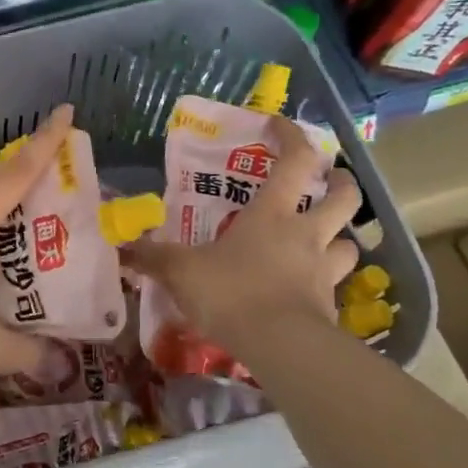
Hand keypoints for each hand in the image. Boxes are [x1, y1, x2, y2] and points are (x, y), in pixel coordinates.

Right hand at [126, 114, 361, 356]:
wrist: (279, 345)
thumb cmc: (231, 291)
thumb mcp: (181, 271)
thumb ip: (152, 257)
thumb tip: (120, 248)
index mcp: (272, 214)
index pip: (295, 161)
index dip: (290, 136)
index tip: (278, 123)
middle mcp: (305, 234)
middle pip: (343, 197)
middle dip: (341, 183)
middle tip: (331, 181)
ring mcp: (322, 270)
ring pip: (347, 243)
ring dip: (338, 237)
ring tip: (321, 241)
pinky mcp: (329, 306)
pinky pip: (333, 287)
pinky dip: (323, 283)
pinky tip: (305, 291)